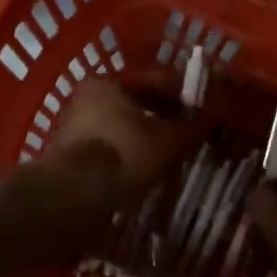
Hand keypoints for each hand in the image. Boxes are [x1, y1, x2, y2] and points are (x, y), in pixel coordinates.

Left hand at [39, 79, 193, 200]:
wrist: (73, 195)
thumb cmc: (123, 154)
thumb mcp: (167, 140)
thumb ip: (189, 127)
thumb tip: (208, 118)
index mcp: (107, 83)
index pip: (153, 82)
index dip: (181, 94)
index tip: (201, 107)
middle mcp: (84, 100)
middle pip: (134, 106)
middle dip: (162, 118)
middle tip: (187, 132)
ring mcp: (73, 129)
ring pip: (120, 130)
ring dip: (143, 140)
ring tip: (169, 155)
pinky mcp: (68, 158)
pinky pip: (108, 151)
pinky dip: (127, 157)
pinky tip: (143, 171)